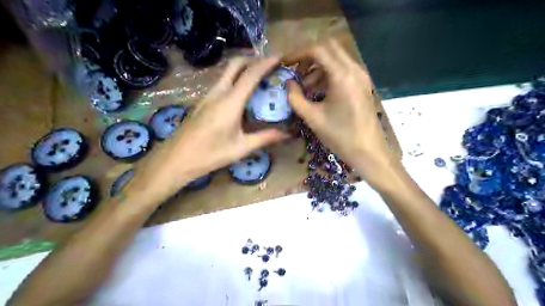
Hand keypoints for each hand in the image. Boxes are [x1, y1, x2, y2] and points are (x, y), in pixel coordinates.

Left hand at [129, 56, 288, 200]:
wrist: (177, 159)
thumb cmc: (210, 155)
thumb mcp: (241, 148)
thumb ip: (265, 138)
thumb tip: (287, 134)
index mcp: (230, 102)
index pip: (251, 75)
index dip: (266, 63)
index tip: (280, 57)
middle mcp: (218, 93)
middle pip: (235, 64)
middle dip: (253, 59)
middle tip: (269, 65)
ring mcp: (208, 95)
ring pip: (227, 72)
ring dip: (243, 68)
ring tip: (259, 77)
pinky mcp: (203, 101)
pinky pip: (222, 82)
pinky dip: (235, 79)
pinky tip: (242, 93)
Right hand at [285, 40, 398, 188]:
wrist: (369, 152)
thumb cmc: (340, 136)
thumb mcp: (313, 118)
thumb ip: (296, 98)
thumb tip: (288, 83)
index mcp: (342, 76)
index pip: (318, 50)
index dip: (298, 53)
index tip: (285, 63)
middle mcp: (354, 69)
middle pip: (329, 47)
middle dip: (309, 56)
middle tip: (296, 71)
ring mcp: (361, 76)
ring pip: (337, 58)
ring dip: (319, 67)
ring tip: (305, 88)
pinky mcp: (363, 84)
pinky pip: (343, 70)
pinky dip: (328, 74)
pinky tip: (319, 92)